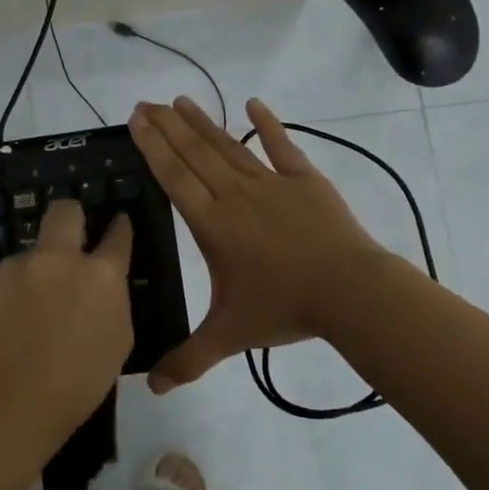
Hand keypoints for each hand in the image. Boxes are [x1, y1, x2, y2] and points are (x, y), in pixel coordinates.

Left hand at [0, 200, 133, 445]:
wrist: (11, 402)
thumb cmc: (78, 383)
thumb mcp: (117, 341)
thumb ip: (112, 302)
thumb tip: (103, 288)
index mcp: (101, 275)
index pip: (118, 234)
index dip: (120, 226)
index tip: (118, 223)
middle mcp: (60, 259)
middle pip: (65, 211)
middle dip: (72, 217)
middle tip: (72, 239)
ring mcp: (20, 267)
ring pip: (34, 251)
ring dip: (40, 268)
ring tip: (35, 308)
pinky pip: (10, 277)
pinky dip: (16, 291)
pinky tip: (13, 321)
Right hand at [128, 96, 390, 391]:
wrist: (351, 292)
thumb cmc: (285, 308)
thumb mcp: (230, 335)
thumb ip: (189, 359)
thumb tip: (151, 389)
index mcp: (213, 224)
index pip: (174, 177)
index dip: (153, 147)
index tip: (136, 120)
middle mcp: (236, 195)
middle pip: (195, 154)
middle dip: (167, 127)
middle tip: (145, 102)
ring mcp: (272, 183)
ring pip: (229, 146)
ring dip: (203, 123)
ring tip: (180, 100)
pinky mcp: (306, 181)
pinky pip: (282, 147)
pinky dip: (268, 125)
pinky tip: (254, 103)